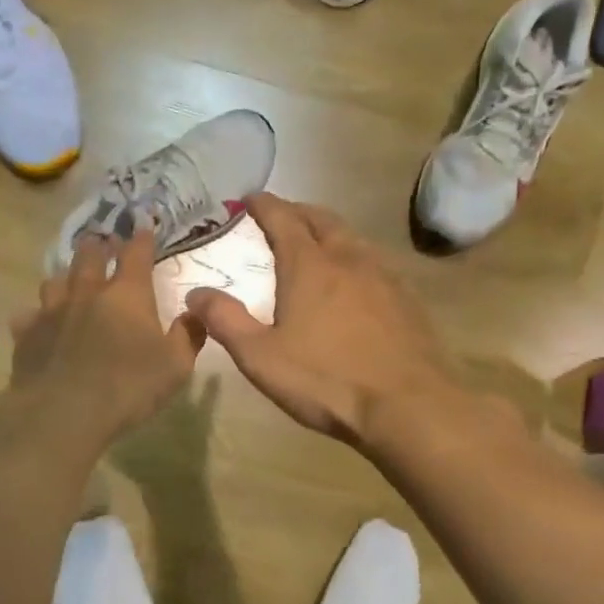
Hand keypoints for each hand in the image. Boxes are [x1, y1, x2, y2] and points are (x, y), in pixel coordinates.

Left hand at [8, 231, 204, 448]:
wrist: (63, 412)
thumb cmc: (128, 388)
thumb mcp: (176, 367)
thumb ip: (188, 337)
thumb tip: (195, 314)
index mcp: (127, 295)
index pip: (136, 254)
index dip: (142, 239)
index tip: (144, 228)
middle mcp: (87, 292)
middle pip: (88, 256)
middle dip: (97, 246)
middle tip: (101, 243)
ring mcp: (51, 311)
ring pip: (55, 280)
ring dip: (65, 276)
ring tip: (69, 281)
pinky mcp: (26, 334)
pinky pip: (29, 315)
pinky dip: (36, 315)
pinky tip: (39, 323)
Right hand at [186, 194, 460, 449]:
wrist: (406, 405)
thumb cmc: (324, 381)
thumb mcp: (260, 357)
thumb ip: (225, 321)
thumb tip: (196, 294)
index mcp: (309, 266)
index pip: (283, 219)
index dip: (264, 205)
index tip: (249, 198)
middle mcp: (349, 259)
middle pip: (322, 219)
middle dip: (298, 211)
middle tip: (282, 214)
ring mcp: (384, 277)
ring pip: (354, 238)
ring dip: (330, 232)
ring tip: (317, 242)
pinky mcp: (408, 300)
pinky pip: (376, 263)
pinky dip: (356, 258)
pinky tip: (356, 280)